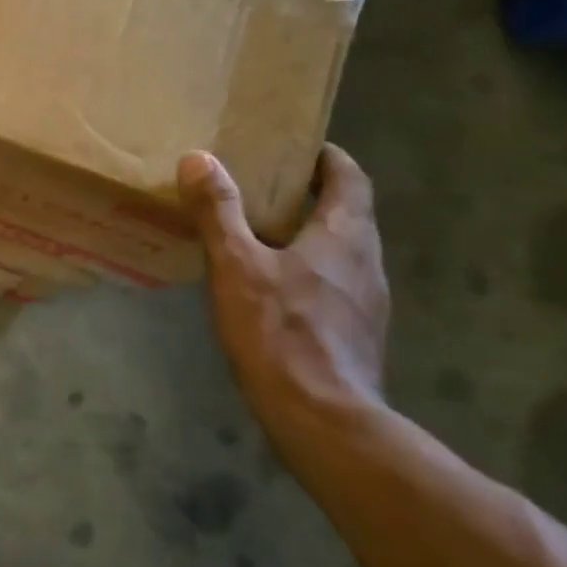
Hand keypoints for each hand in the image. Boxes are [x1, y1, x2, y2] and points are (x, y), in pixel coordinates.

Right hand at [177, 145, 388, 420]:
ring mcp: (368, 303)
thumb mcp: (237, 265)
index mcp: (345, 235)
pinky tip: (276, 291)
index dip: (329, 158)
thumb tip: (198, 159)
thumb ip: (219, 211)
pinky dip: (311, 272)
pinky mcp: (359, 335)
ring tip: (265, 235)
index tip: (300, 148)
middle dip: (314, 196)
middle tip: (268, 187)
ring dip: (313, 236)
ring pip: (343, 253)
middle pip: (349, 214)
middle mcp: (367, 262)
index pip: (350, 178)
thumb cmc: (280, 331)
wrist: (323, 419)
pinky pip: (337, 286)